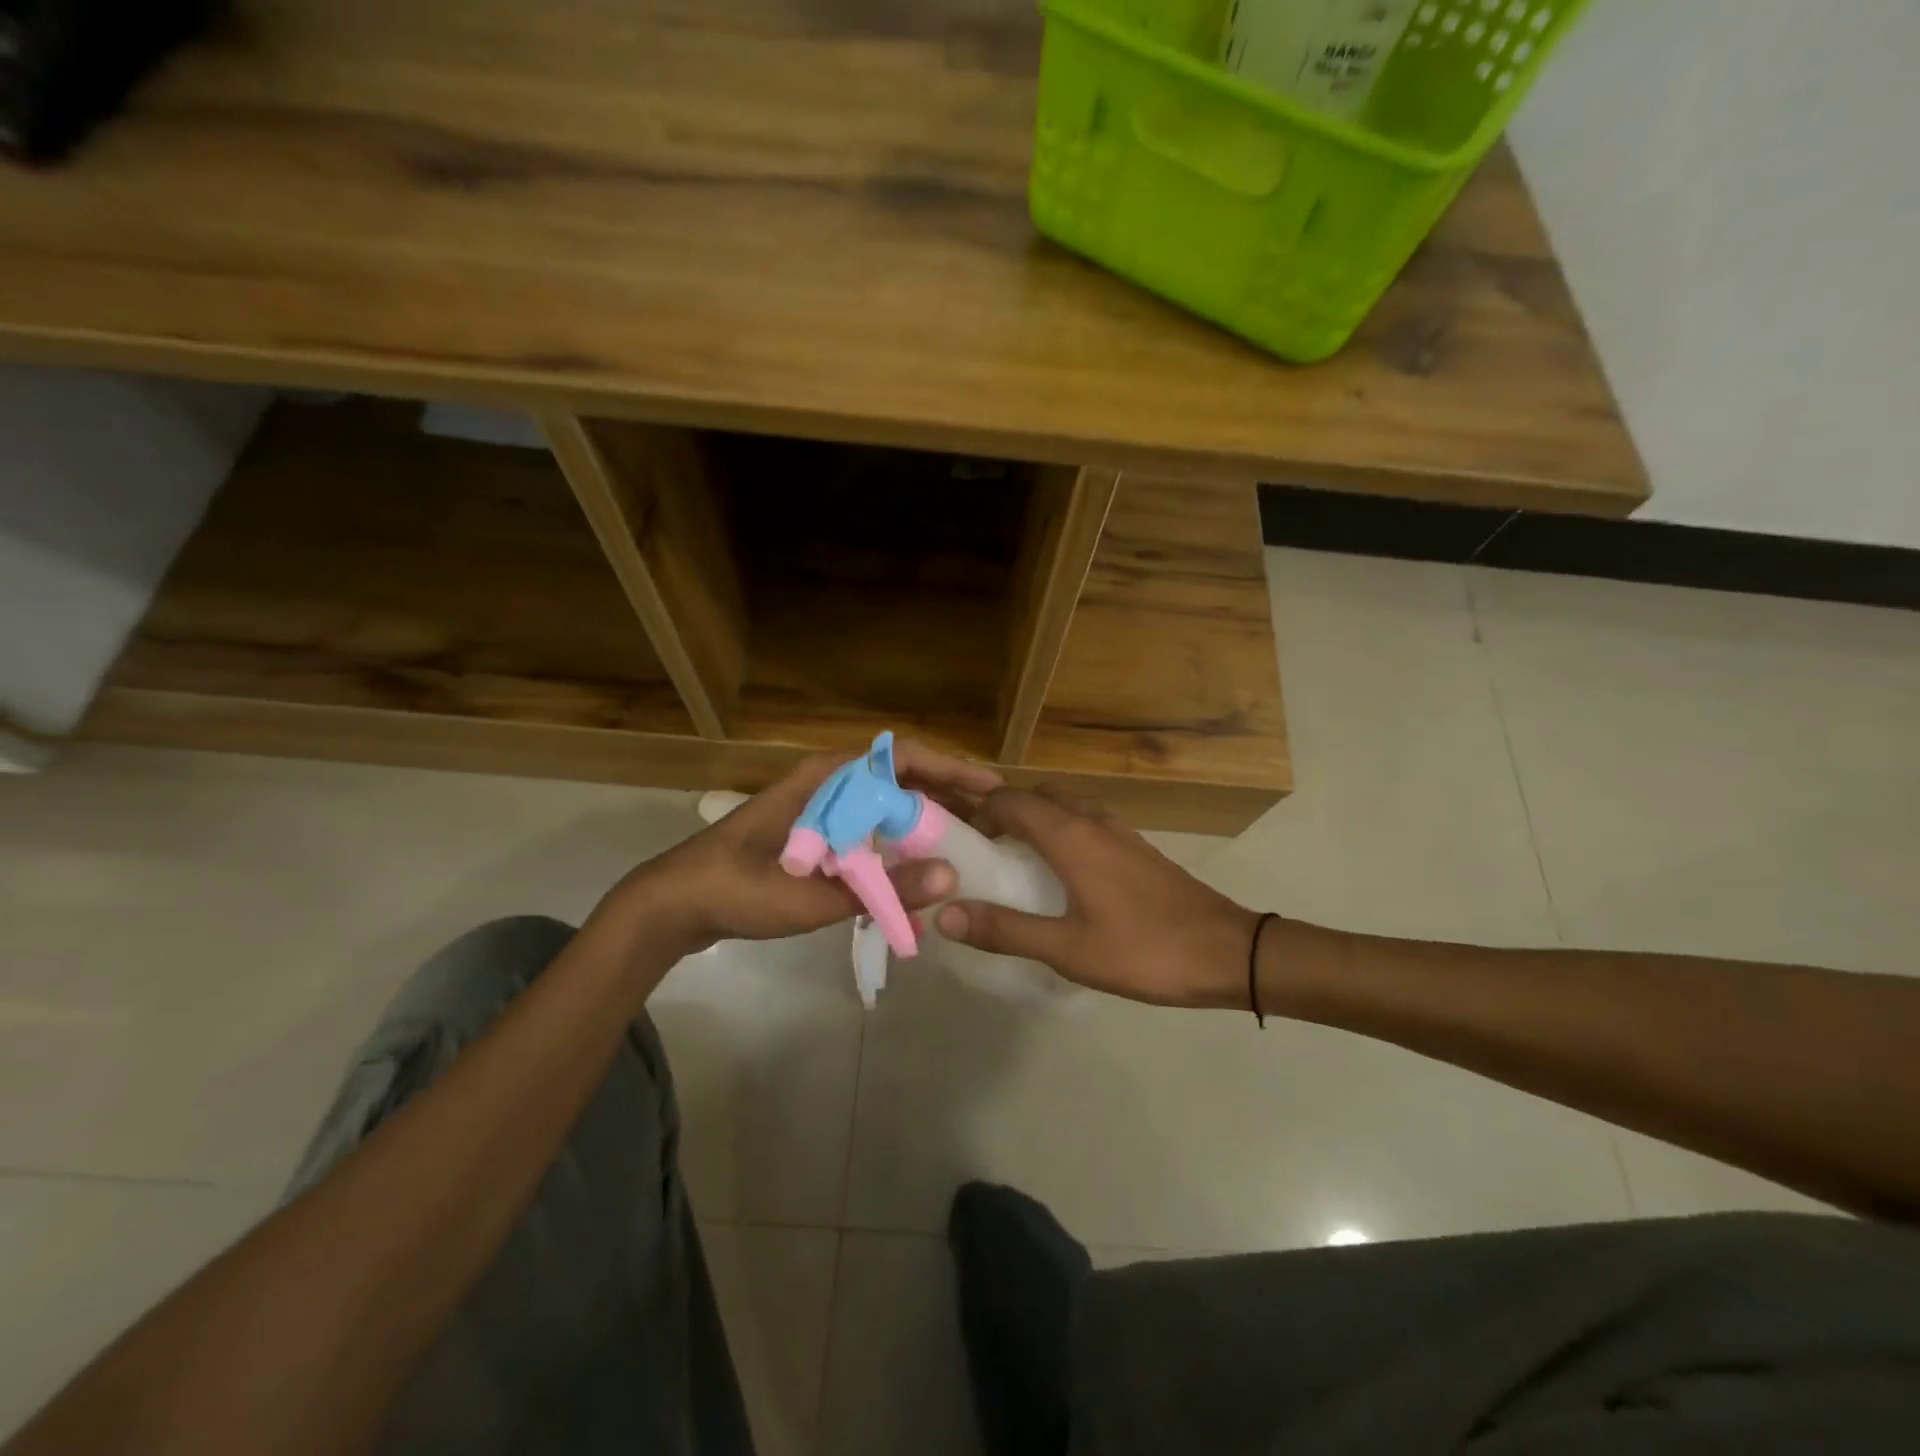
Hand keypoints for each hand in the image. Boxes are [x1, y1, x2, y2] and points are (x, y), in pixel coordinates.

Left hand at [598, 741, 1004, 956]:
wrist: (677, 901)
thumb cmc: (740, 889)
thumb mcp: (814, 895)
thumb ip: (883, 888)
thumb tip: (952, 877)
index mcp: (828, 779)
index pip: (903, 758)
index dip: (952, 769)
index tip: (992, 789)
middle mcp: (829, 783)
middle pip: (901, 778)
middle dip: (947, 795)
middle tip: (990, 822)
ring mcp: (821, 806)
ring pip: (886, 802)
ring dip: (924, 818)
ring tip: (965, 843)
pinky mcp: (814, 831)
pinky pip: (868, 825)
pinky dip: (897, 840)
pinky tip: (915, 869)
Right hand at [934, 787, 1261, 1008]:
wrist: (1228, 952)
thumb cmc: (1144, 949)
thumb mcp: (1068, 949)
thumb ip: (1005, 930)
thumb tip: (945, 914)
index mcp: (1070, 836)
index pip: (1009, 800)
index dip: (976, 812)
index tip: (954, 838)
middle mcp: (1092, 821)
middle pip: (1036, 797)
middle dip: (1003, 813)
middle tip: (980, 852)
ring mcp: (1119, 831)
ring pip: (1064, 807)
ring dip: (1034, 821)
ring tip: (1013, 861)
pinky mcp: (1136, 848)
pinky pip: (1085, 823)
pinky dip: (1061, 832)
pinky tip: (1060, 875)